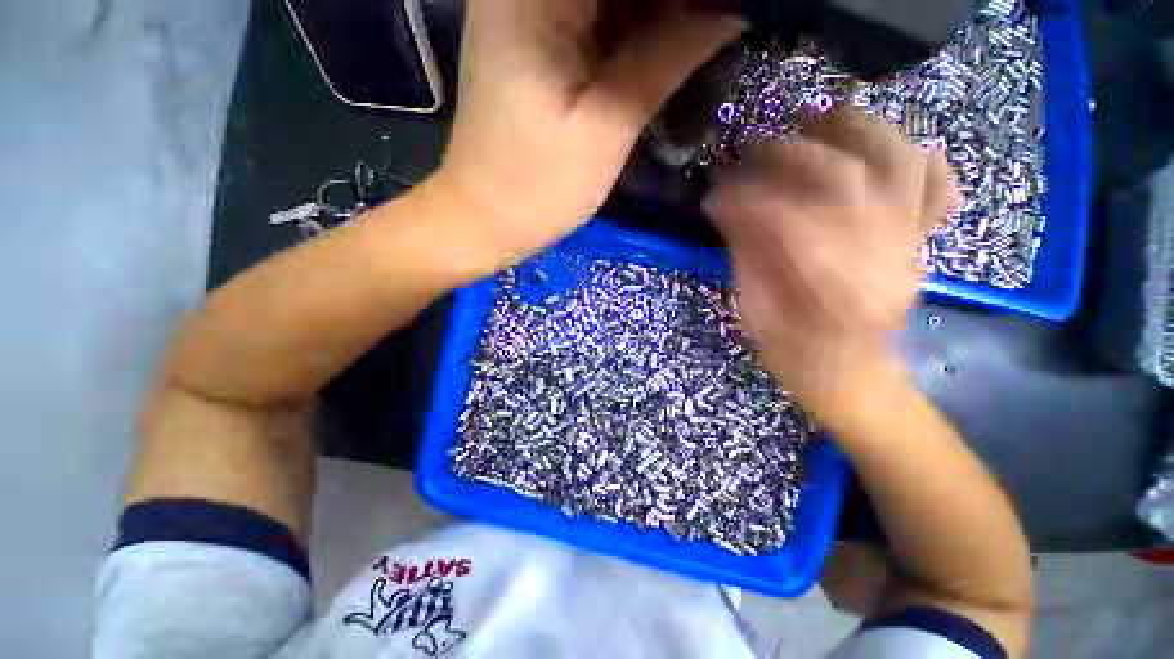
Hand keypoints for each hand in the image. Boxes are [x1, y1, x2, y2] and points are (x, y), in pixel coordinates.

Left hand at [437, 0, 743, 265]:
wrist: (483, 217)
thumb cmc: (536, 187)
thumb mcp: (605, 128)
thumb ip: (666, 59)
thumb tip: (732, 12)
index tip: (721, 14)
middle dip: (671, 6)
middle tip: (718, 28)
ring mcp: (526, 8)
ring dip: (658, 15)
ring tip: (699, 41)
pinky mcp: (534, 38)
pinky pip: (596, 16)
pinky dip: (633, 29)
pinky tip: (663, 49)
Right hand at [706, 107, 955, 412]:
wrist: (851, 376)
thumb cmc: (796, 355)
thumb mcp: (756, 313)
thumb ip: (746, 256)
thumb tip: (725, 207)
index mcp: (834, 288)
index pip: (791, 220)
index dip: (751, 199)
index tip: (719, 191)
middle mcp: (884, 256)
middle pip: (849, 178)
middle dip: (797, 153)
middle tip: (760, 146)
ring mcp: (910, 244)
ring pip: (901, 164)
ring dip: (861, 130)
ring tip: (824, 117)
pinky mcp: (920, 242)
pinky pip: (938, 189)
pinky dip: (922, 158)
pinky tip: (890, 149)